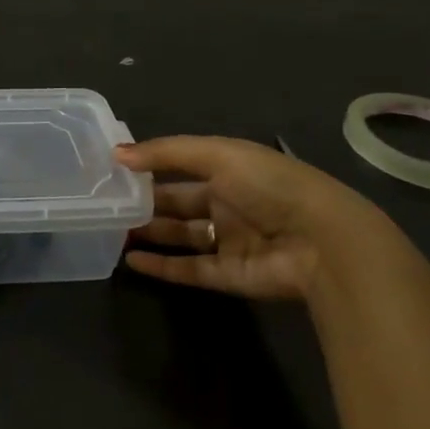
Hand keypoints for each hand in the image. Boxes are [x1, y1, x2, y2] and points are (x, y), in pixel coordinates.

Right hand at [117, 136, 410, 300]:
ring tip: (111, 232)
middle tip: (106, 204)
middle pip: (179, 203)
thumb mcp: (217, 155)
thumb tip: (117, 153)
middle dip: (145, 203)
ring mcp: (229, 241)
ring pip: (181, 236)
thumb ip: (165, 153)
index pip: (182, 167)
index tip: (114, 170)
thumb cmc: (270, 186)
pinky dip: (161, 266)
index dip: (150, 167)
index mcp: (230, 170)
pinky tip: (131, 261)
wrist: (323, 242)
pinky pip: (189, 269)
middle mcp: (228, 204)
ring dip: (149, 234)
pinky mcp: (229, 275)